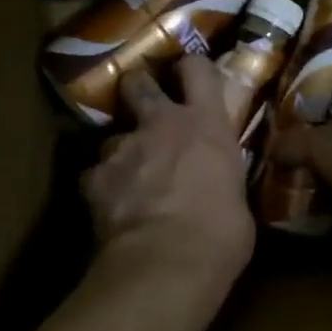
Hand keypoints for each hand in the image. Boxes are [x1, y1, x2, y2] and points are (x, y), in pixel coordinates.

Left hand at [80, 56, 253, 290]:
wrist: (168, 263)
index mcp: (206, 125)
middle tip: (143, 108)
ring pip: (111, 136)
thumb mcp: (238, 200)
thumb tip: (221, 190)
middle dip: (137, 90)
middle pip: (138, 83)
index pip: (197, 69)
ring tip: (126, 178)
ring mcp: (122, 148)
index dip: (190, 67)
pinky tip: (109, 207)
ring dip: (119, 152)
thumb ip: (223, 180)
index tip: (187, 73)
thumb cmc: (221, 234)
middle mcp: (161, 124)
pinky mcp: (93, 178)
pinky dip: (100, 187)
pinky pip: (93, 175)